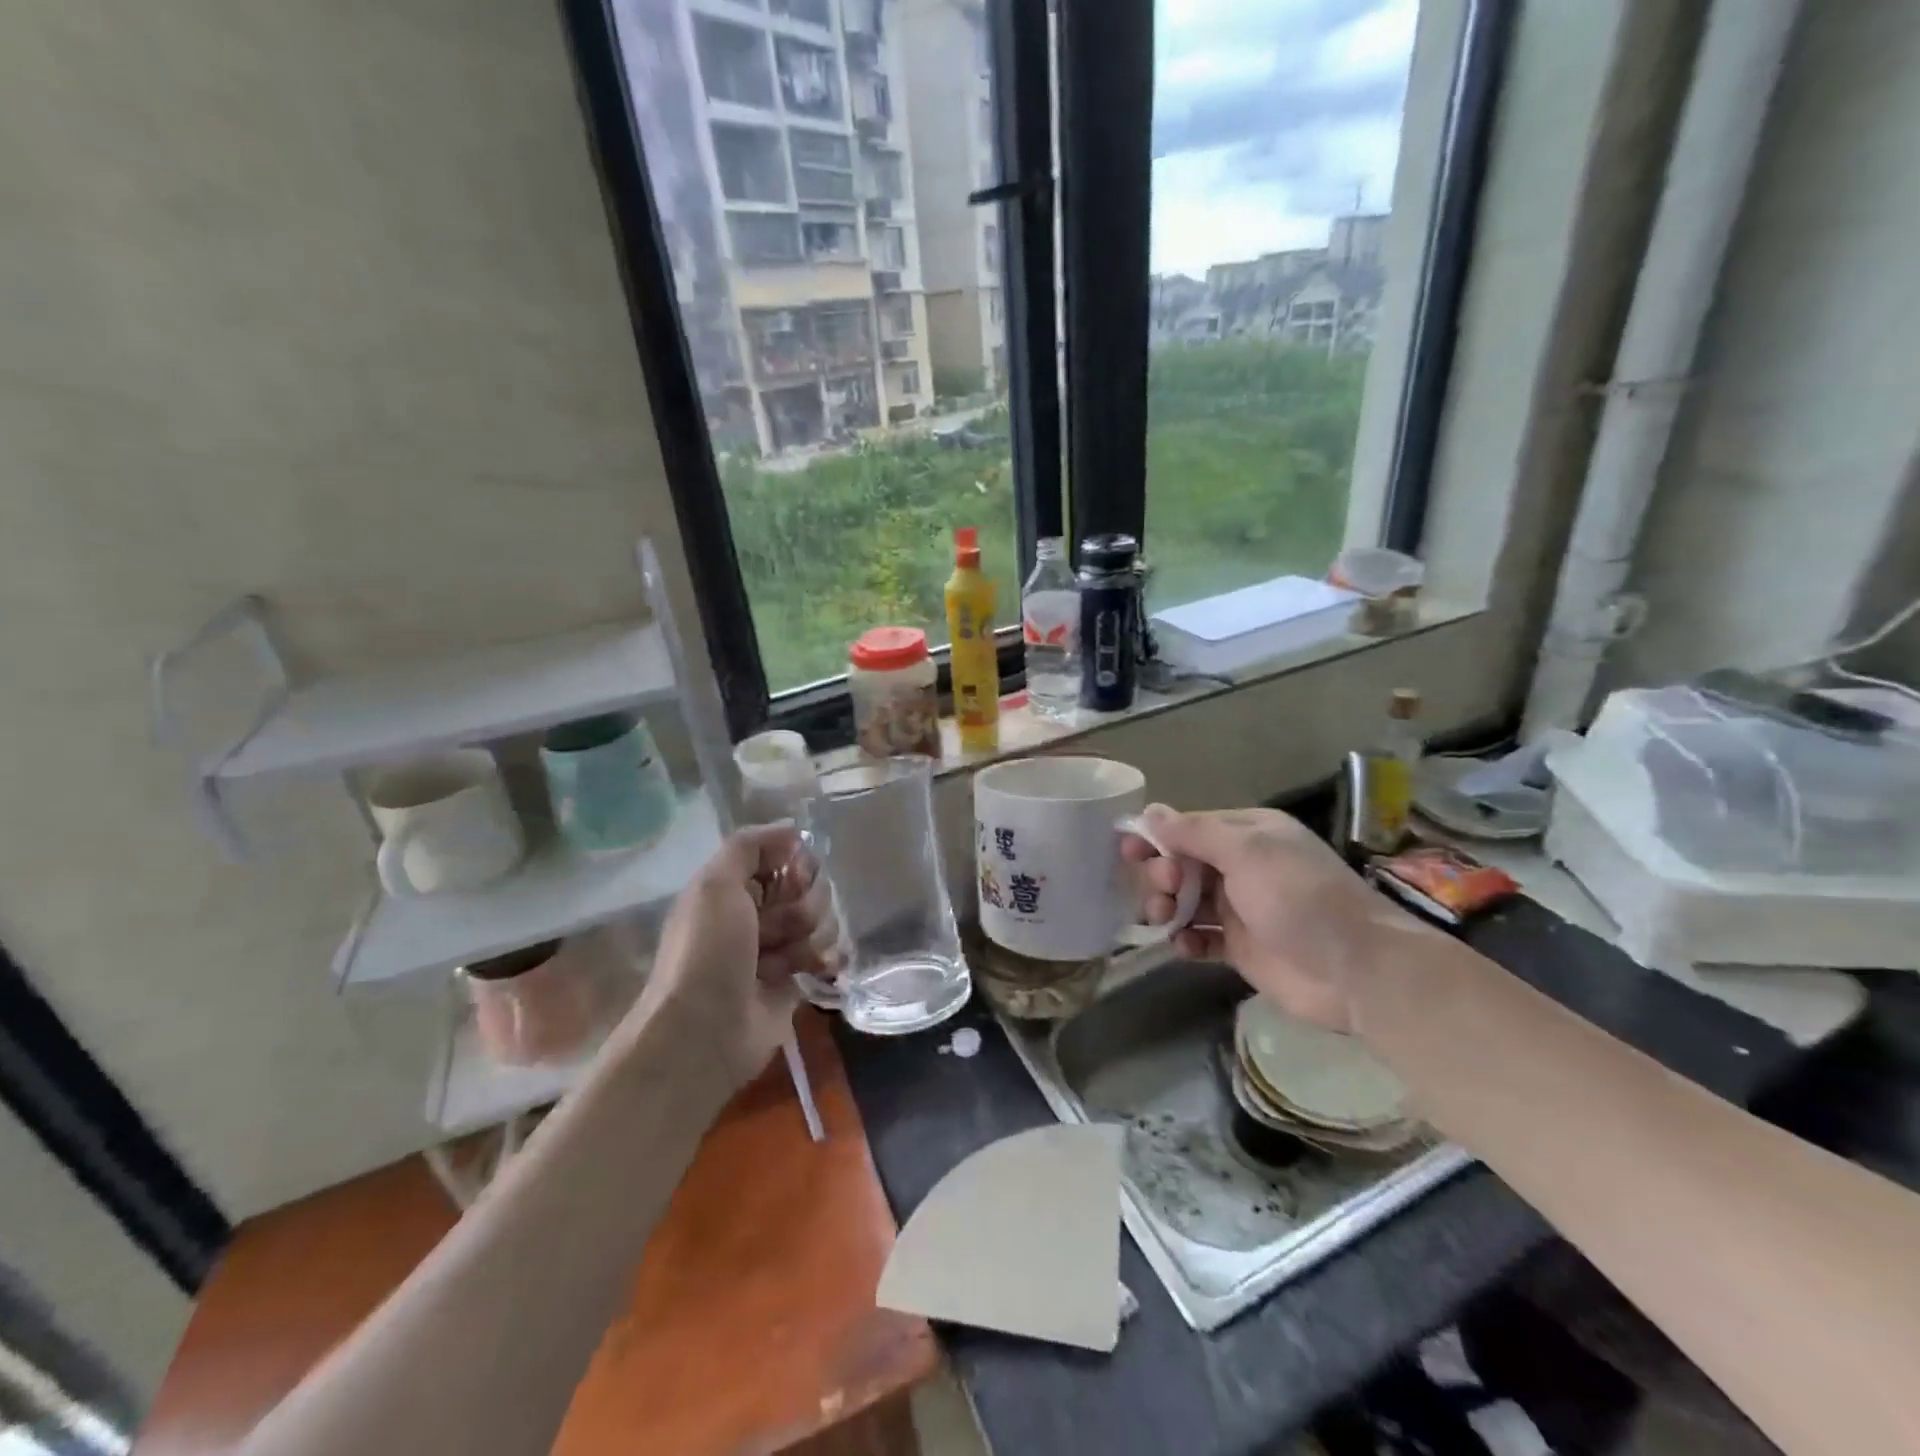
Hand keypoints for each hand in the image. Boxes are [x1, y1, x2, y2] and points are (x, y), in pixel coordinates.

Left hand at [633, 825, 839, 1090]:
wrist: (704, 1031)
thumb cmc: (708, 951)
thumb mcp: (715, 884)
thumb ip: (749, 846)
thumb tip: (791, 829)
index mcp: (731, 888)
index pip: (781, 856)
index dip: (794, 862)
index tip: (795, 875)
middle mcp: (753, 914)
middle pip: (805, 888)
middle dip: (802, 903)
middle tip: (778, 927)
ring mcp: (775, 949)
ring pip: (819, 920)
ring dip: (808, 935)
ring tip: (785, 960)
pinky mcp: (793, 981)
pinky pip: (826, 954)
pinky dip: (825, 958)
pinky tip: (819, 968)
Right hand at [1122, 805, 1427, 1031]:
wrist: (1356, 969)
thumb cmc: (1299, 897)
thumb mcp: (1247, 852)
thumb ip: (1194, 833)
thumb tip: (1150, 812)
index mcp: (1249, 835)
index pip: (1189, 828)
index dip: (1156, 837)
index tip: (1126, 849)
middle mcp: (1242, 867)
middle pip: (1182, 864)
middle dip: (1163, 874)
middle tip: (1165, 888)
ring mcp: (1241, 909)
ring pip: (1186, 901)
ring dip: (1168, 907)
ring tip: (1167, 920)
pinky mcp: (1240, 948)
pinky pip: (1200, 938)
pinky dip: (1185, 940)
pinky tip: (1182, 946)